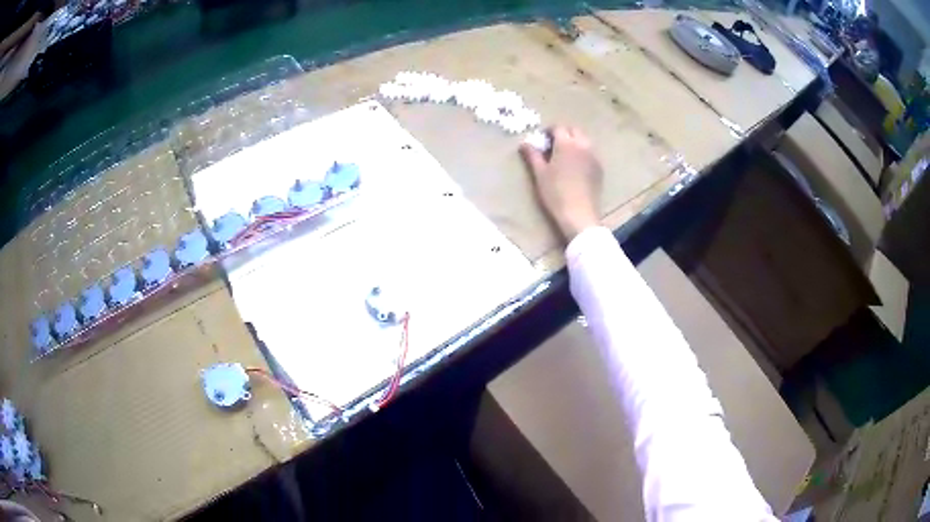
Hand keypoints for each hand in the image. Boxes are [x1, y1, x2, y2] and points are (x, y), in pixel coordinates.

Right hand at [520, 126, 602, 241]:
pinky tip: (576, 166)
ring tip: (564, 155)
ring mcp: (593, 156)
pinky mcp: (599, 167)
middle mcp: (582, 145)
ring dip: (574, 141)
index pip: (558, 127)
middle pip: (574, 130)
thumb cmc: (555, 193)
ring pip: (584, 140)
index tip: (542, 140)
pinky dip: (582, 152)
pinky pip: (591, 152)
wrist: (579, 214)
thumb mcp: (540, 174)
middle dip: (563, 133)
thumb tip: (524, 143)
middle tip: (553, 145)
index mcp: (566, 144)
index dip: (549, 131)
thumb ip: (532, 155)